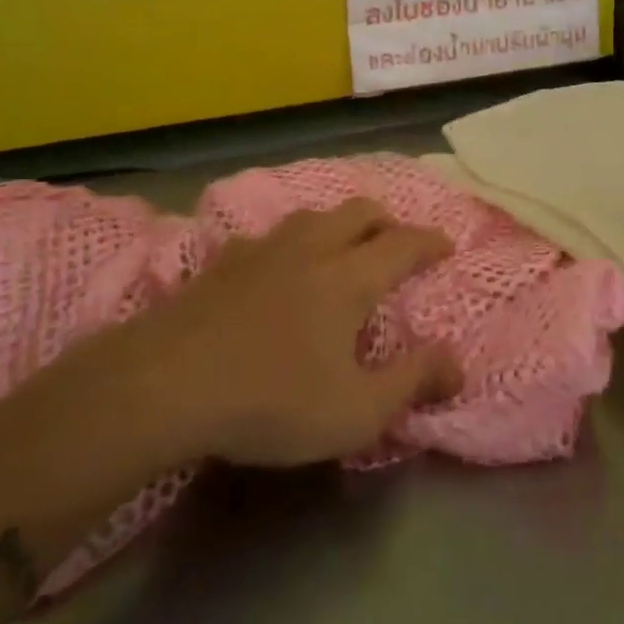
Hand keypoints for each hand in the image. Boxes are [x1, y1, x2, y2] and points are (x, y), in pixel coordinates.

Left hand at [127, 201, 462, 466]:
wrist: (165, 384)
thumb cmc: (271, 400)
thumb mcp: (355, 411)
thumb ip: (412, 383)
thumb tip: (457, 364)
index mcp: (349, 277)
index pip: (403, 244)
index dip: (430, 242)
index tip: (446, 246)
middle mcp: (311, 248)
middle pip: (359, 212)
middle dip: (386, 221)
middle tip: (397, 242)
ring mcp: (263, 249)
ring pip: (313, 216)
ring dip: (338, 224)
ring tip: (342, 247)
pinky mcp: (223, 261)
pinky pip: (269, 236)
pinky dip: (290, 243)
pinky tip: (278, 266)